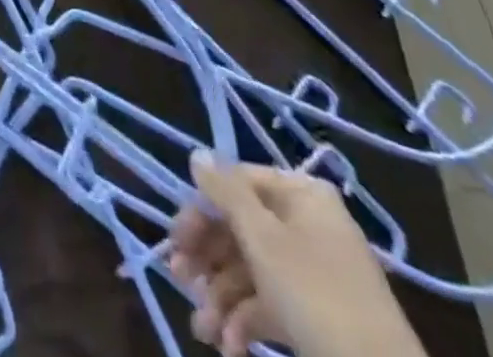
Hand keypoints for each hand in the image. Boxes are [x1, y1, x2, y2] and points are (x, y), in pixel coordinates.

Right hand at [170, 153, 423, 356]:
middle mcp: (307, 225)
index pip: (238, 183)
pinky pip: (269, 305)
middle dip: (207, 258)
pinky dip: (244, 323)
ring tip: (203, 329)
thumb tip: (198, 155)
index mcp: (301, 195)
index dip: (203, 207)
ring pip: (250, 271)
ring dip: (220, 297)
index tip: (176, 237)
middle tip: (179, 277)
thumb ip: (226, 192)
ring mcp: (313, 273)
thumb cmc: (316, 294)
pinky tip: (229, 347)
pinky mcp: (315, 317)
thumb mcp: (263, 237)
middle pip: (241, 228)